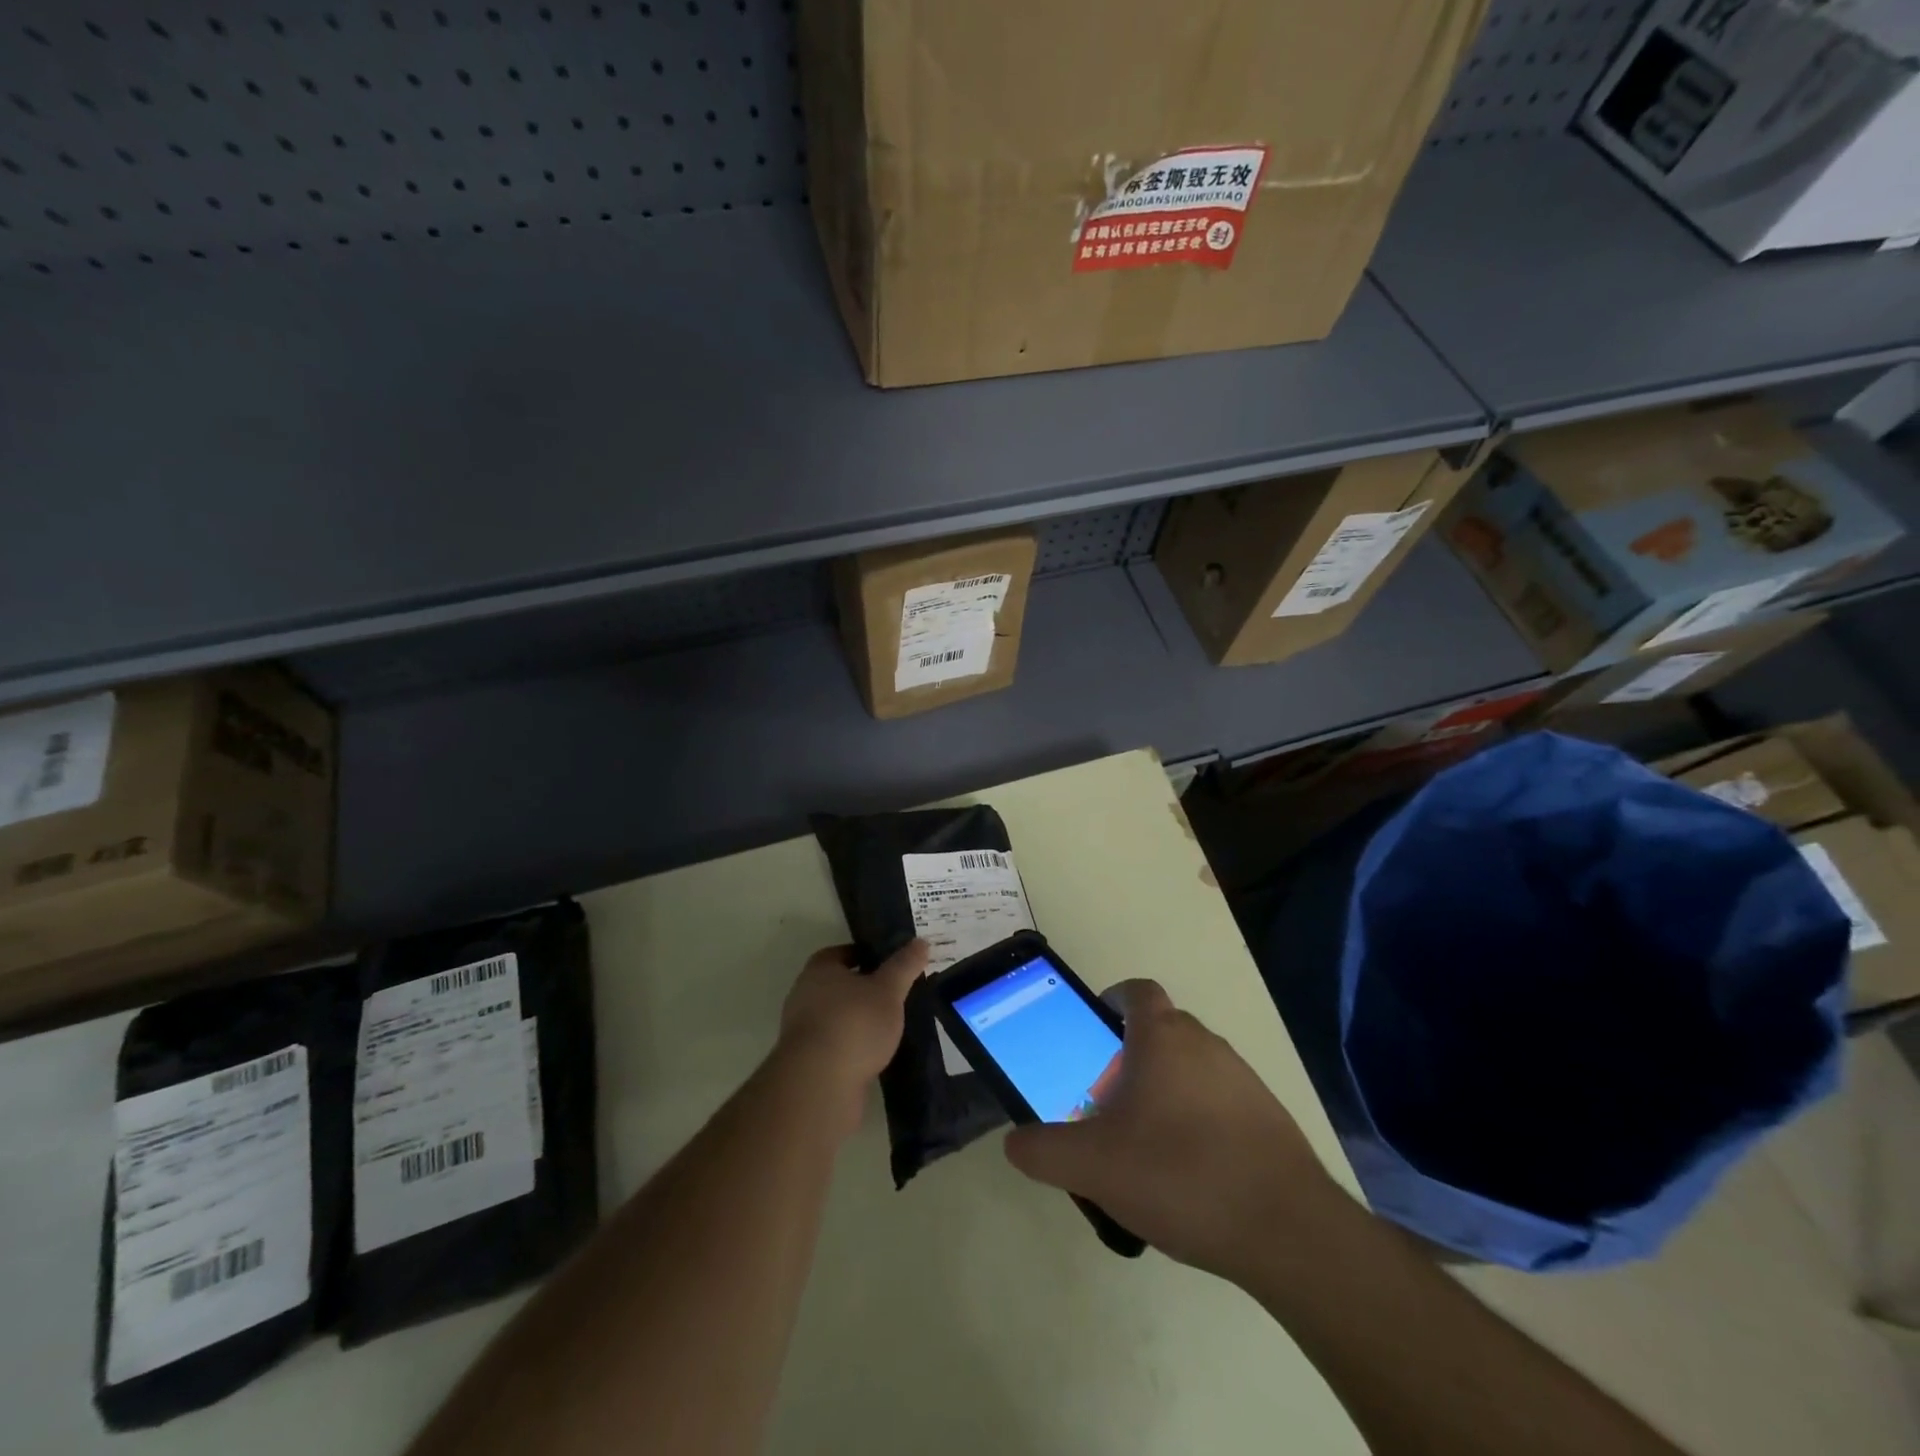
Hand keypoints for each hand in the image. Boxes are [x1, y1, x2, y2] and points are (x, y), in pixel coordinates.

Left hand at [776, 940, 926, 1136]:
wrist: (820, 1083)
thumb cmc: (854, 1023)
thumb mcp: (888, 990)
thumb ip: (904, 966)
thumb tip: (921, 942)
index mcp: (819, 970)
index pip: (841, 953)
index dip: (864, 955)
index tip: (888, 963)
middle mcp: (804, 995)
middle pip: (837, 985)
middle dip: (863, 989)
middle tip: (894, 994)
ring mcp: (802, 1031)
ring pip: (836, 1016)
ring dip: (858, 1020)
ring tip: (889, 1026)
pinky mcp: (807, 1062)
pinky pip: (835, 1044)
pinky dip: (853, 1046)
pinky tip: (875, 1054)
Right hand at [1003, 980, 1339, 1283]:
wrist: (1287, 1231)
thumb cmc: (1180, 1175)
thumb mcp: (1093, 1167)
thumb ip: (1043, 1151)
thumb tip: (1015, 1143)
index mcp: (1163, 1037)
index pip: (1137, 991)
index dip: (1112, 1001)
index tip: (1093, 1033)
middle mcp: (1206, 1044)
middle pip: (1161, 1030)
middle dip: (1131, 1055)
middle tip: (1107, 1101)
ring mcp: (1243, 1079)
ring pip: (1192, 1067)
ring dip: (1166, 1089)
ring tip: (1144, 1144)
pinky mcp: (1269, 1117)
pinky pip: (1221, 1101)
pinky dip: (1199, 1121)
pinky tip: (1189, 1174)